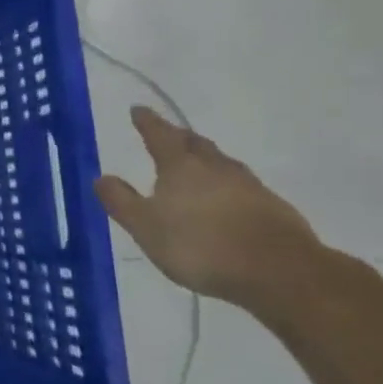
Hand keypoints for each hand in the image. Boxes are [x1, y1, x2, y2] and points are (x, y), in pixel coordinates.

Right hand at [94, 107, 318, 304]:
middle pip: (195, 144)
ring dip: (207, 159)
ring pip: (222, 163)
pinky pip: (244, 187)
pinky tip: (228, 200)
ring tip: (198, 164)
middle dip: (179, 136)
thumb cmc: (201, 246)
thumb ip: (121, 201)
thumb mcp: (145, 227)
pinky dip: (229, 186)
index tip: (138, 110)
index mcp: (181, 167)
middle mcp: (216, 168)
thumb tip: (101, 177)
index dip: (147, 122)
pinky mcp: (274, 209)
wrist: (281, 273)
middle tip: (168, 133)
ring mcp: (250, 187)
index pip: (160, 135)